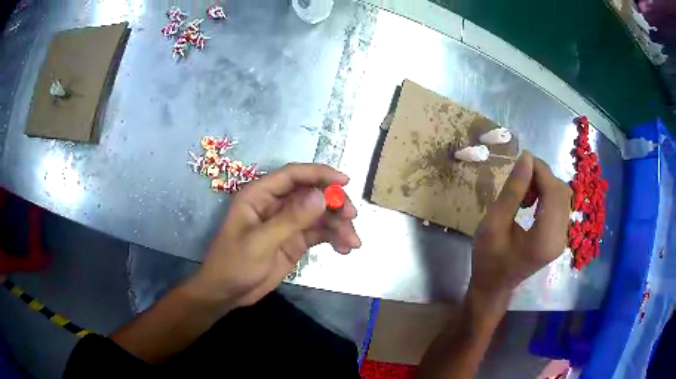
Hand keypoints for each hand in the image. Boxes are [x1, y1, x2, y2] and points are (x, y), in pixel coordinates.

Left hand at [187, 163, 361, 310]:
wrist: (227, 293)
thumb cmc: (233, 264)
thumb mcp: (260, 243)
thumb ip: (290, 220)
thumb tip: (322, 197)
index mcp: (260, 195)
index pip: (293, 175)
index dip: (320, 174)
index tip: (345, 182)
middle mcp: (276, 204)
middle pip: (312, 193)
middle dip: (334, 203)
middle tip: (351, 217)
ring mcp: (288, 223)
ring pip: (320, 215)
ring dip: (338, 225)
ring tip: (353, 242)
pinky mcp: (295, 241)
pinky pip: (320, 233)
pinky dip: (334, 238)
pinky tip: (344, 249)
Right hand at [471, 151, 571, 294]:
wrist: (494, 286)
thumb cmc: (488, 258)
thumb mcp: (494, 222)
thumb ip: (513, 190)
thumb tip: (526, 157)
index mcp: (545, 238)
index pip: (553, 191)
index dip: (541, 170)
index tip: (521, 158)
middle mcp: (560, 238)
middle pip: (561, 192)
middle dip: (542, 176)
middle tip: (519, 176)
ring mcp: (562, 238)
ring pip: (562, 196)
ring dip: (545, 185)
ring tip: (523, 192)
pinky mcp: (559, 237)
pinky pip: (559, 206)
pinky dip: (547, 195)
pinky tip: (531, 201)